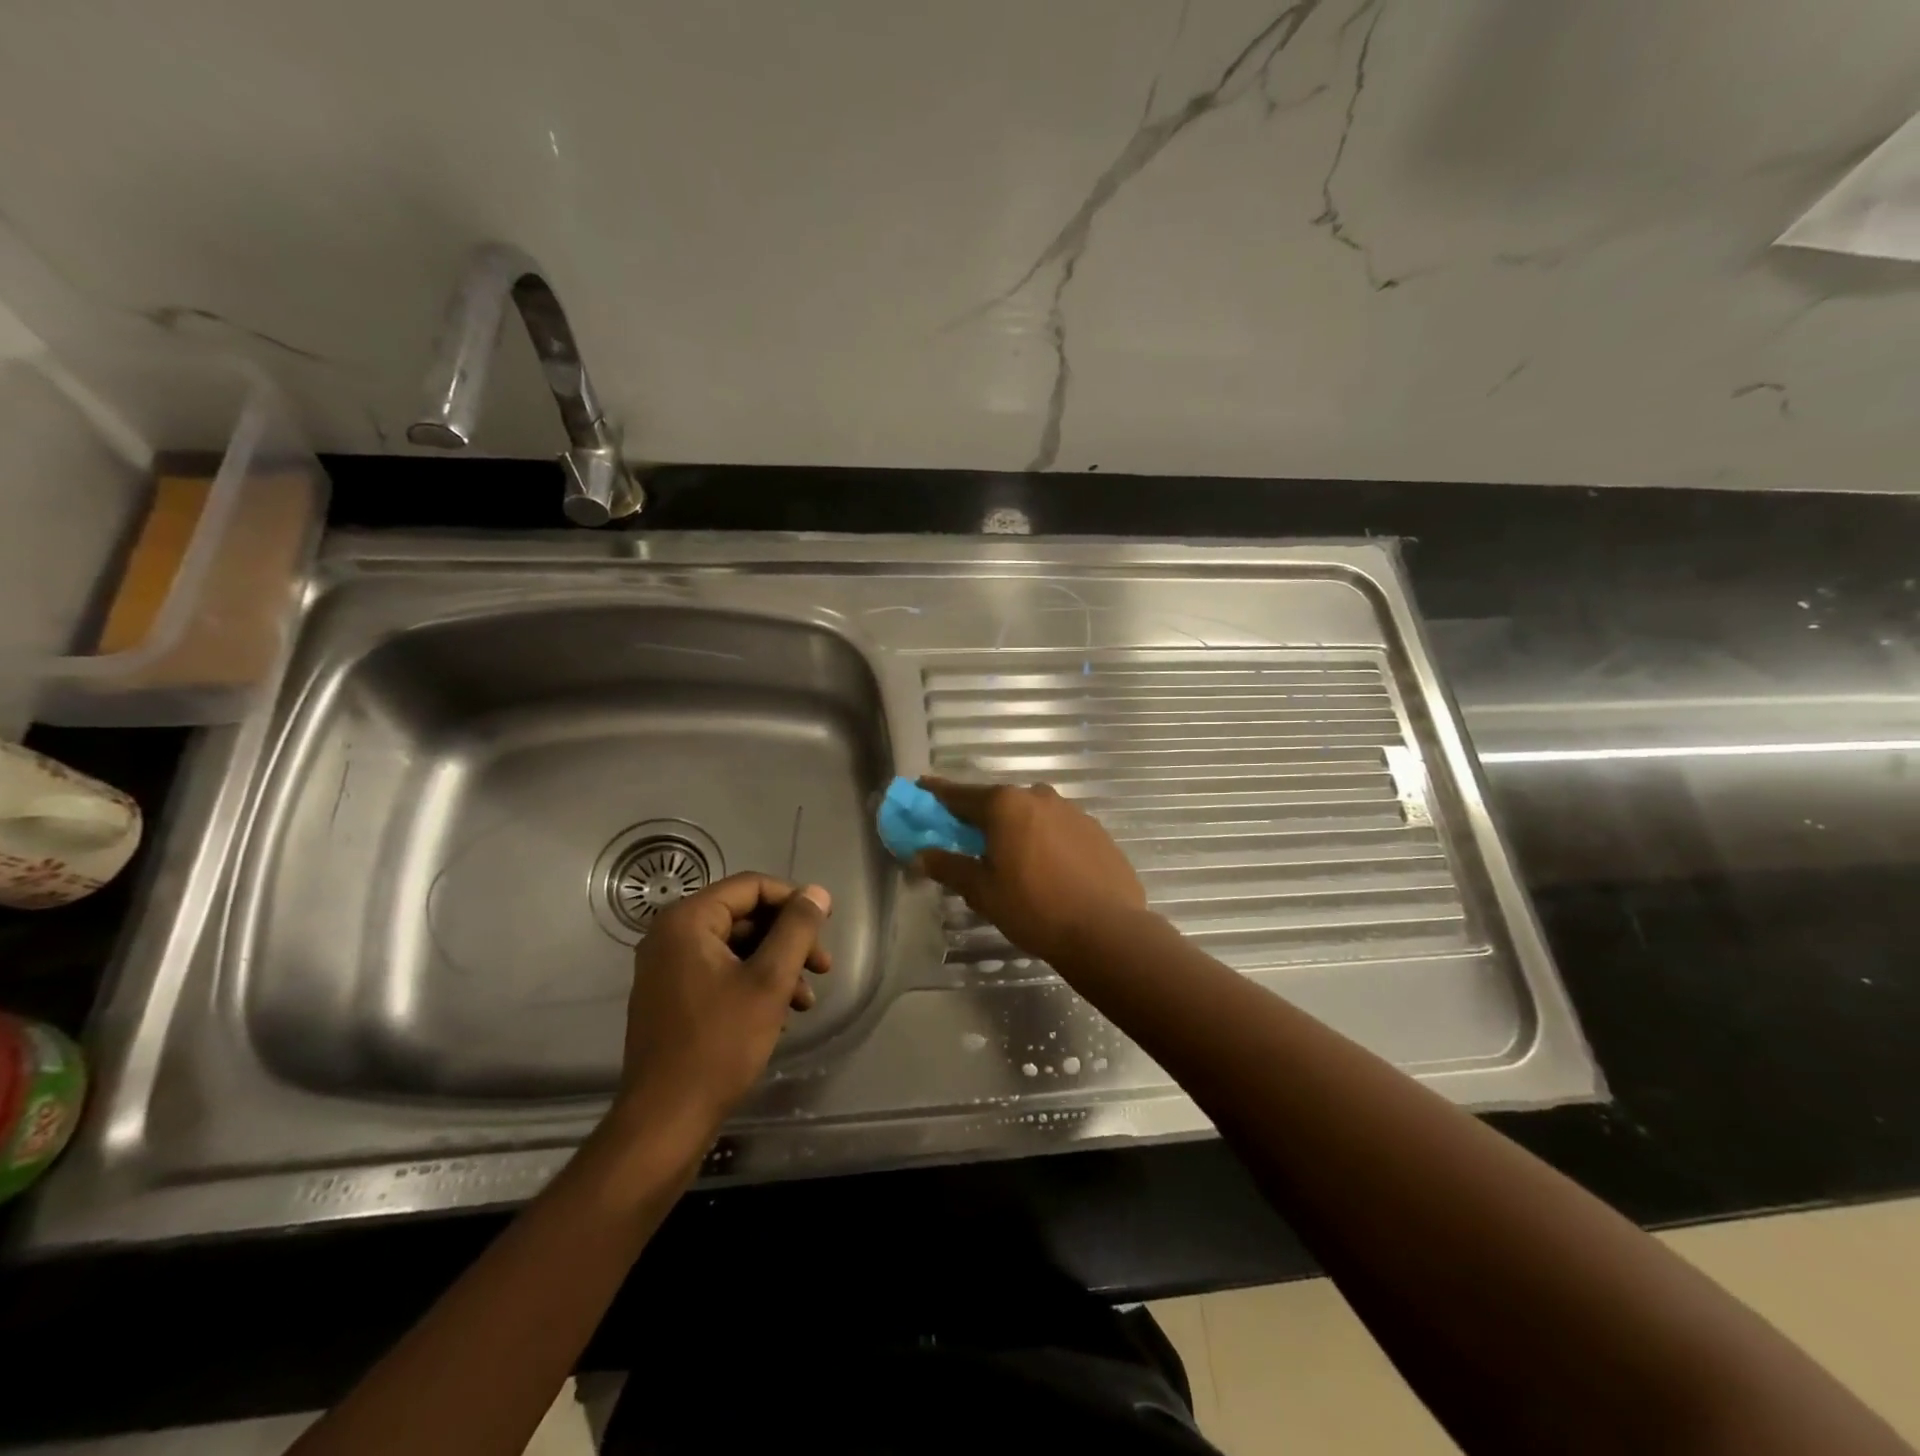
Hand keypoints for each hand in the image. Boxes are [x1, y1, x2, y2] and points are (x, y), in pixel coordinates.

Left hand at [615, 874, 831, 1138]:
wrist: (665, 1121)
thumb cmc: (719, 1044)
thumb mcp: (770, 981)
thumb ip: (797, 929)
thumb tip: (817, 892)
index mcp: (687, 920)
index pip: (751, 887)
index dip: (793, 900)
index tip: (826, 926)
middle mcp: (670, 935)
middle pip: (744, 916)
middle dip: (788, 939)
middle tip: (822, 967)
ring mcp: (666, 968)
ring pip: (736, 948)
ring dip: (776, 966)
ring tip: (806, 1000)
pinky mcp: (670, 997)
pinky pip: (720, 972)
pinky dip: (753, 984)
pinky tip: (780, 1014)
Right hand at [912, 778, 1146, 965]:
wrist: (1106, 930)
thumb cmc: (1034, 908)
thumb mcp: (982, 891)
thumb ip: (949, 867)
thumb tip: (920, 855)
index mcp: (1005, 805)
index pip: (961, 795)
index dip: (938, 794)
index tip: (923, 788)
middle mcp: (1038, 796)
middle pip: (998, 802)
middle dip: (980, 817)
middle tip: (967, 839)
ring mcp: (1072, 811)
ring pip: (1031, 814)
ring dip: (1016, 828)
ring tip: (1011, 859)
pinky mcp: (1096, 830)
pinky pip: (1058, 829)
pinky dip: (1044, 840)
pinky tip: (1047, 869)